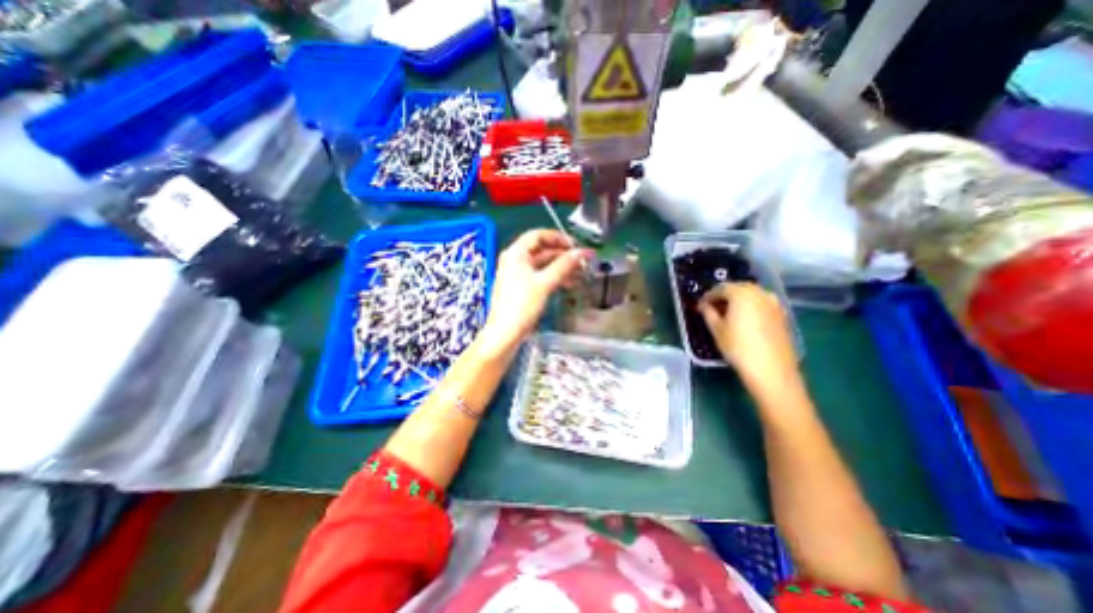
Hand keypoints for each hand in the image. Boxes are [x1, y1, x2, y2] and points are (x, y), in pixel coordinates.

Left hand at [476, 228, 590, 354]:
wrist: (505, 332)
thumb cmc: (521, 306)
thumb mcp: (545, 283)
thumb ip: (564, 265)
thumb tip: (581, 253)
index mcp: (515, 253)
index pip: (538, 235)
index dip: (558, 237)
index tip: (575, 245)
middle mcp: (514, 260)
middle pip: (541, 249)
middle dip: (562, 254)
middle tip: (580, 259)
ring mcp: (516, 274)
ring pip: (542, 264)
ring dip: (560, 266)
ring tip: (578, 272)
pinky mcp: (520, 287)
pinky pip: (539, 275)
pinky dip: (553, 276)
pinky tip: (567, 282)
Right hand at [700, 282, 800, 397]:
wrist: (772, 370)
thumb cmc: (738, 347)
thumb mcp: (717, 330)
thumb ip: (708, 313)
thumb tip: (704, 306)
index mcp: (741, 294)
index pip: (720, 288)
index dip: (708, 296)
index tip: (700, 306)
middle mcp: (759, 293)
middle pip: (738, 288)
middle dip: (724, 296)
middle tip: (712, 308)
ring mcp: (773, 303)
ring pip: (751, 295)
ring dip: (738, 300)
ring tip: (727, 314)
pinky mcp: (781, 315)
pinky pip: (761, 304)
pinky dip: (750, 307)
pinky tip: (744, 320)